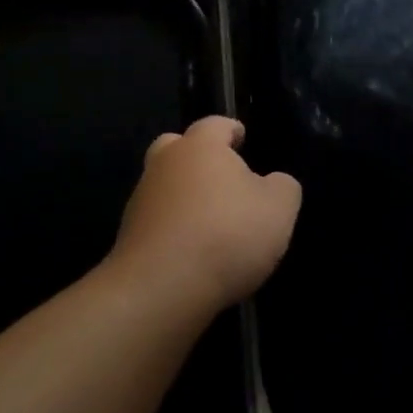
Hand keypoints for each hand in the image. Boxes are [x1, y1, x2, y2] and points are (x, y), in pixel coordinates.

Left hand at [107, 116, 302, 318]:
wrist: (162, 287)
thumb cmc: (227, 235)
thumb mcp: (279, 209)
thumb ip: (282, 186)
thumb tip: (273, 183)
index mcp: (200, 147)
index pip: (215, 124)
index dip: (231, 129)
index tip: (242, 137)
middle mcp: (164, 164)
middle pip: (177, 147)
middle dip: (197, 156)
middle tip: (222, 175)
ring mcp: (141, 200)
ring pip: (164, 184)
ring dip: (184, 194)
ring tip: (211, 219)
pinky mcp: (129, 235)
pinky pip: (157, 220)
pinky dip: (173, 227)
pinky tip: (193, 249)